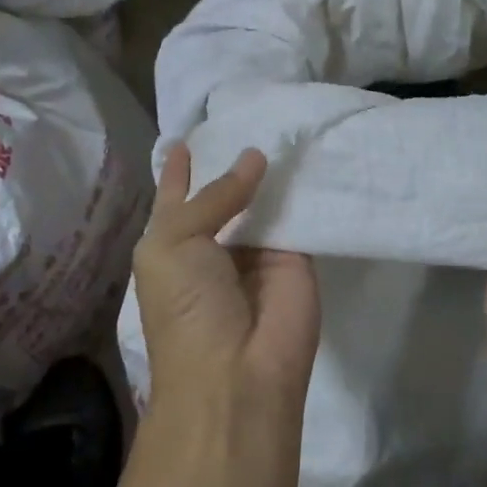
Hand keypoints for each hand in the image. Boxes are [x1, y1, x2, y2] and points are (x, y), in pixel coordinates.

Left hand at [132, 142, 320, 413]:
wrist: (237, 373)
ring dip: (273, 168)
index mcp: (174, 244)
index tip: (186, 135)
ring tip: (285, 119)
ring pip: (265, 199)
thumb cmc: (187, 306)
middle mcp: (216, 243)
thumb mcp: (175, 242)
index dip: (179, 169)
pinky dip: (306, 186)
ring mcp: (259, 249)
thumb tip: (254, 157)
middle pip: (226, 193)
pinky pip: (301, 213)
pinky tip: (313, 147)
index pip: (177, 196)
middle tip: (250, 113)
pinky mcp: (299, 256)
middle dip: (234, 160)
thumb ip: (213, 196)